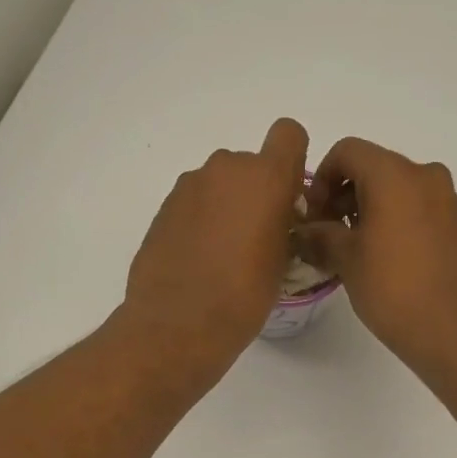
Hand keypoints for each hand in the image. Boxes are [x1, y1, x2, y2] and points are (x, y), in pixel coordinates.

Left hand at [120, 117, 310, 378]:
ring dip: (227, 205)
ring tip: (225, 253)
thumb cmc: (245, 295)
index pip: (288, 134)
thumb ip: (285, 223)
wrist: (179, 323)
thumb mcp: (284, 260)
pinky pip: (195, 202)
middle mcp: (226, 169)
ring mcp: (190, 185)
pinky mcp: (164, 206)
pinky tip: (200, 259)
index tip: (289, 196)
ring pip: (220, 183)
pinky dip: (202, 220)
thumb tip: (278, 217)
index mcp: (266, 177)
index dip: (292, 159)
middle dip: (256, 191)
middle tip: (258, 236)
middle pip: (250, 164)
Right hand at [297, 137, 456, 376]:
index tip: (314, 215)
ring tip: (354, 248)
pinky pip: (418, 207)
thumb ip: (320, 235)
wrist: (453, 330)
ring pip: (397, 188)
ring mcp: (447, 200)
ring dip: (369, 208)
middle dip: (344, 194)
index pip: (347, 152)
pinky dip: (395, 219)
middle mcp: (425, 176)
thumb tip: (304, 230)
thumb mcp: (346, 260)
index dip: (321, 178)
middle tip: (327, 233)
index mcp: (395, 175)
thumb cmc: (393, 289)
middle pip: (373, 167)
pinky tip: (384, 256)